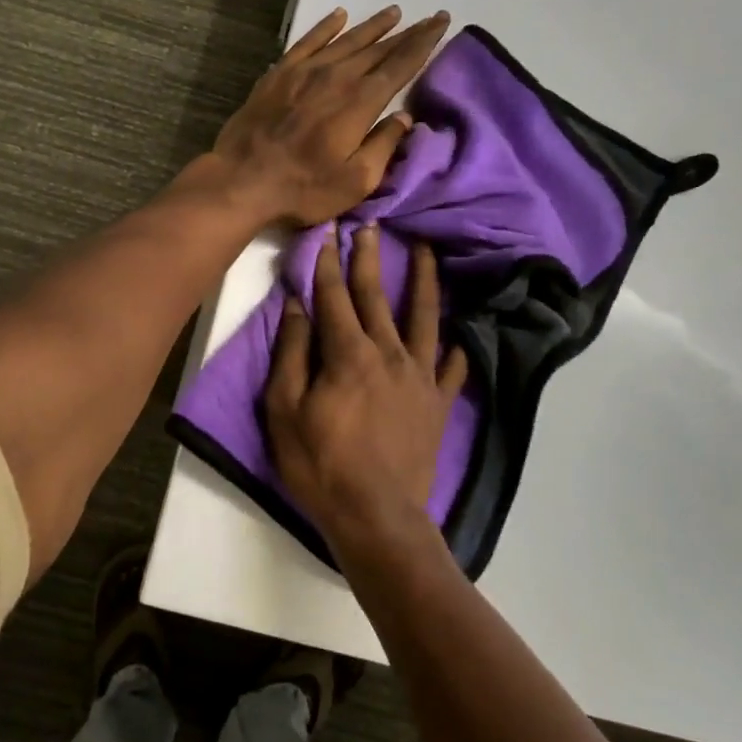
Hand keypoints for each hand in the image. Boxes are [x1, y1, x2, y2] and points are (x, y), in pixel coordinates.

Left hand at [209, 6, 449, 226]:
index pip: (400, 65)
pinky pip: (308, 42)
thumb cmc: (304, 188)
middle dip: (406, 33)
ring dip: (372, 27)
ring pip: (346, 40)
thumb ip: (384, 146)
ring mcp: (304, 72)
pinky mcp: (278, 74)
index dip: (423, 43)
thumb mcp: (356, 181)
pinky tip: (339, 16)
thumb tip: (404, 118)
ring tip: (393, 13)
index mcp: (360, 102)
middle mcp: (336, 77)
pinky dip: (326, 27)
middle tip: (428, 18)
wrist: (242, 180)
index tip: (441, 22)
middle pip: (378, 49)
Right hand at [264, 224, 468, 565]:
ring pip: (424, 319)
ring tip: (427, 252)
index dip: (328, 262)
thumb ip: (291, 354)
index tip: (328, 231)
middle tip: (371, 224)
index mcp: (348, 354)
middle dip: (370, 258)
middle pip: (377, 297)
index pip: (334, 296)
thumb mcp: (284, 411)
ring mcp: (419, 378)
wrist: (377, 517)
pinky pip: (450, 370)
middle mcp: (389, 354)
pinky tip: (457, 340)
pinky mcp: (438, 405)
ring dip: (423, 283)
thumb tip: (296, 307)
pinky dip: (454, 351)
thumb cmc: (321, 465)